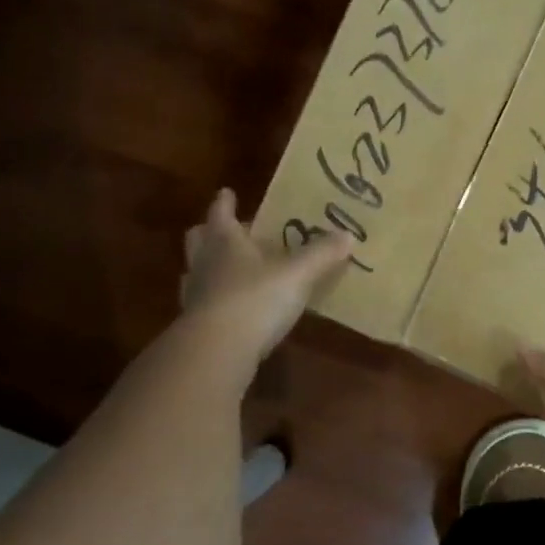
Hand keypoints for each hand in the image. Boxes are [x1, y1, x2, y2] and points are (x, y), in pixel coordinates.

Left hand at [179, 189, 352, 365]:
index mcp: (225, 241)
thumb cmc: (256, 299)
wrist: (217, 351)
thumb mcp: (298, 274)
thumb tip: (348, 234)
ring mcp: (196, 295)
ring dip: (210, 267)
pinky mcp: (196, 326)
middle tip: (227, 230)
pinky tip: (231, 308)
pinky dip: (215, 301)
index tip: (227, 192)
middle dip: (210, 232)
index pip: (221, 213)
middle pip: (199, 240)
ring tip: (229, 269)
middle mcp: (205, 263)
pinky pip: (204, 304)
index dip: (225, 203)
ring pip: (197, 271)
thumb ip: (321, 254)